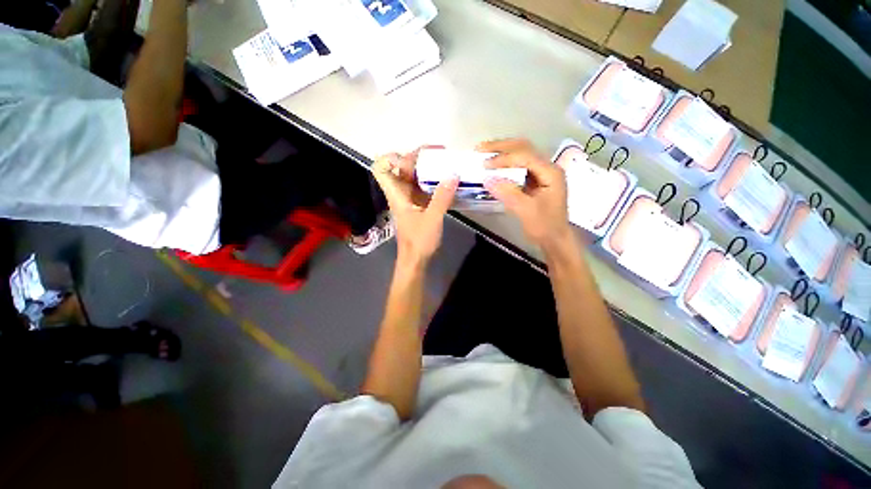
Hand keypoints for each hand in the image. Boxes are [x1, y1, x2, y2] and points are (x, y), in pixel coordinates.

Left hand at [372, 149, 458, 264]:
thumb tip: (453, 174)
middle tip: (439, 154)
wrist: (416, 259)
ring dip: (428, 168)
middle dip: (418, 157)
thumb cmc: (419, 241)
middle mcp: (401, 193)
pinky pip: (424, 187)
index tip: (412, 157)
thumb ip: (442, 197)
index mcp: (397, 194)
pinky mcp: (418, 206)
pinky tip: (447, 182)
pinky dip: (433, 181)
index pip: (381, 168)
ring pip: (414, 177)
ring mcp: (410, 199)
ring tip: (446, 164)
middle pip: (401, 167)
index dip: (391, 157)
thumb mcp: (432, 219)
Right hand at [481, 138, 571, 249]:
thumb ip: (508, 193)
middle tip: (480, 148)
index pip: (525, 156)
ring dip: (502, 151)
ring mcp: (541, 172)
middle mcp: (547, 167)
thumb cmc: (544, 226)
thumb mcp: (526, 211)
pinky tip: (494, 164)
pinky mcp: (534, 179)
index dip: (504, 158)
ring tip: (484, 152)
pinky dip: (505, 162)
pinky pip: (519, 165)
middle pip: (524, 147)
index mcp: (550, 172)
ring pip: (521, 153)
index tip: (484, 164)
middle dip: (501, 146)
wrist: (554, 238)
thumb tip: (487, 179)